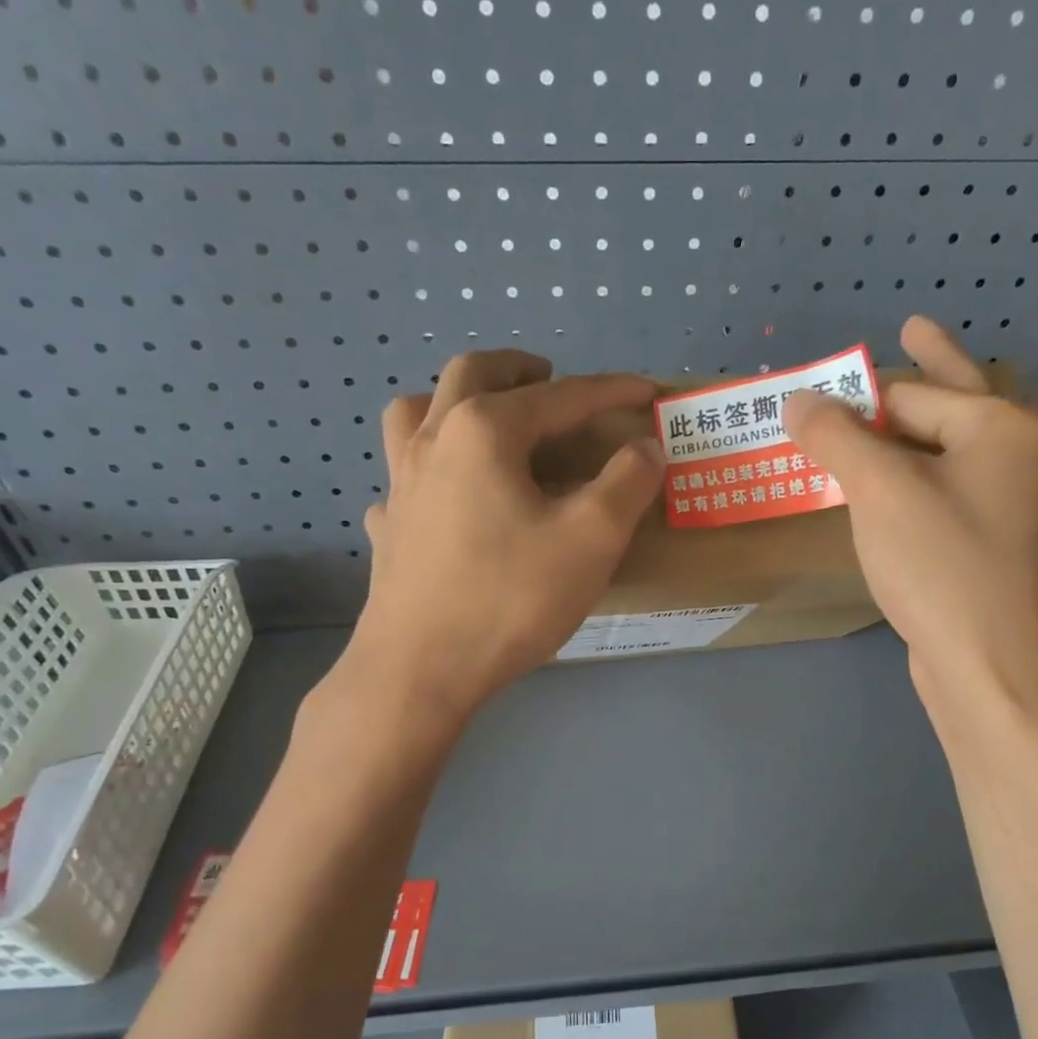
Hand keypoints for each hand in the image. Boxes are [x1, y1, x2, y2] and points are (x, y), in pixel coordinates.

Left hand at [336, 349, 663, 726]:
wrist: (420, 670)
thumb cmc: (510, 598)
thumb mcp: (591, 539)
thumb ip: (627, 482)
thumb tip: (645, 447)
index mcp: (485, 430)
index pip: (562, 396)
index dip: (611, 391)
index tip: (648, 392)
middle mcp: (433, 440)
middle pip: (473, 374)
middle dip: (519, 368)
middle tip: (552, 377)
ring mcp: (400, 483)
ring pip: (419, 411)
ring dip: (457, 399)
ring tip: (488, 418)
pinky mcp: (389, 527)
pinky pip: (404, 475)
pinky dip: (430, 468)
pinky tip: (447, 497)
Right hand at [784, 316, 1037, 724]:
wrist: (985, 663)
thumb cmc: (937, 564)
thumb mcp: (879, 491)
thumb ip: (837, 437)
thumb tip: (797, 399)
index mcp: (998, 426)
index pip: (912, 392)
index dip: (858, 391)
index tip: (822, 385)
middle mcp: (1013, 454)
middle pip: (948, 402)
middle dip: (916, 377)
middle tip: (910, 328)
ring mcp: (1006, 501)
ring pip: (945, 450)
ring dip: (907, 433)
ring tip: (879, 412)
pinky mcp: (988, 541)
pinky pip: (943, 490)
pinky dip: (912, 480)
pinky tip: (889, 486)